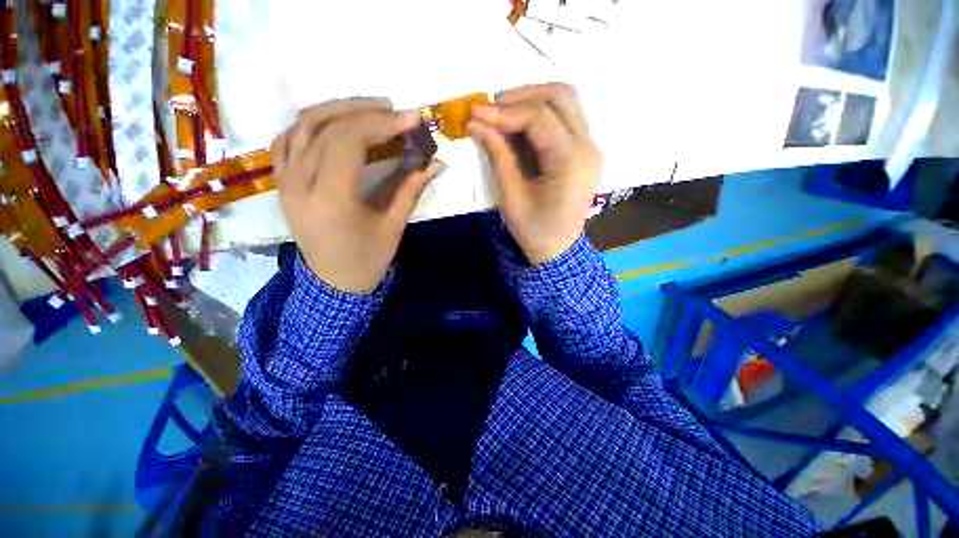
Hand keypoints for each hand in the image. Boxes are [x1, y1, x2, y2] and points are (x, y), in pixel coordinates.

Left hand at [272, 98, 445, 293]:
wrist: (334, 283)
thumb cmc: (367, 260)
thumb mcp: (393, 226)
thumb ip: (411, 189)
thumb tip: (437, 163)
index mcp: (330, 200)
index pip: (348, 142)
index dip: (382, 124)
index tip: (412, 118)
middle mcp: (299, 185)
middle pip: (325, 127)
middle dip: (364, 111)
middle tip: (394, 110)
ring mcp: (284, 182)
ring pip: (302, 126)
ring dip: (337, 110)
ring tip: (369, 109)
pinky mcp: (282, 183)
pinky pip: (287, 141)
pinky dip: (311, 124)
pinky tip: (334, 123)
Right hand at [468, 84, 600, 265]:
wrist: (558, 250)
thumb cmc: (533, 230)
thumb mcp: (511, 196)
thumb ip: (498, 155)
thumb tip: (477, 123)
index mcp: (571, 162)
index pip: (539, 117)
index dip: (504, 111)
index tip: (475, 113)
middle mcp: (588, 147)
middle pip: (560, 96)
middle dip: (520, 97)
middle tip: (490, 109)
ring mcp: (591, 147)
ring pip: (566, 101)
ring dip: (532, 99)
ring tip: (503, 113)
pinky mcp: (585, 151)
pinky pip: (566, 117)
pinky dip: (541, 113)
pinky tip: (520, 124)